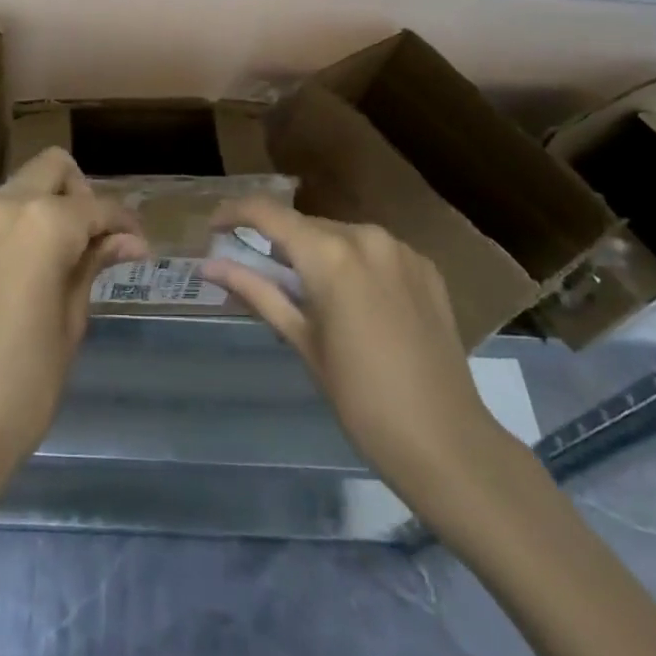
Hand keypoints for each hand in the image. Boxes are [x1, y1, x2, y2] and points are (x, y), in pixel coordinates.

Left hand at [0, 147, 148, 490]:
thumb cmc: (23, 382)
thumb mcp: (71, 322)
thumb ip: (94, 266)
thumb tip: (128, 241)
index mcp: (43, 222)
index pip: (97, 207)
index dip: (125, 225)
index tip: (142, 249)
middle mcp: (7, 206)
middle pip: (54, 168)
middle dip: (83, 194)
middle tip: (100, 242)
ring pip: (26, 185)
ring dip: (54, 204)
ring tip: (75, 256)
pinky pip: (4, 212)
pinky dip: (28, 221)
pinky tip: (41, 266)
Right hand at [202, 198, 518, 523]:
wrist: (447, 443)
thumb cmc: (361, 399)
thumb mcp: (302, 342)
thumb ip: (255, 292)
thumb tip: (208, 266)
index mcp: (331, 255)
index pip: (268, 214)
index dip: (234, 213)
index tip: (213, 227)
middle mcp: (367, 236)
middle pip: (306, 225)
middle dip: (278, 243)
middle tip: (258, 274)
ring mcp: (402, 249)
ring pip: (341, 235)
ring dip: (317, 253)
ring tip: (308, 294)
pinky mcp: (426, 267)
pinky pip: (375, 251)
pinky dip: (353, 264)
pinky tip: (354, 301)